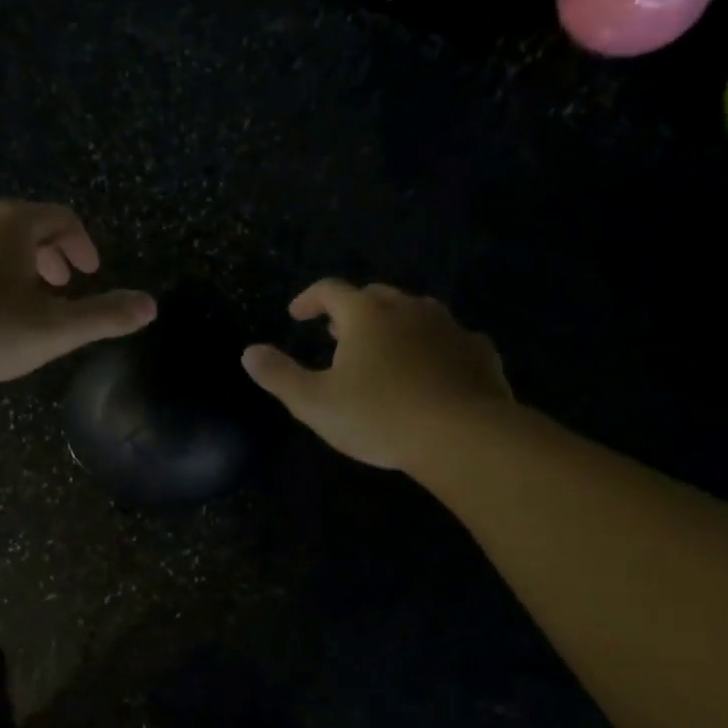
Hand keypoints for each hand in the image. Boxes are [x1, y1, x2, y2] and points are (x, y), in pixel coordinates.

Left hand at [0, 201, 155, 383]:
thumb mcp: (54, 330)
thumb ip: (104, 317)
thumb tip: (151, 306)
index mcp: (14, 224)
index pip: (61, 218)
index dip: (80, 244)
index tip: (88, 272)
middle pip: (20, 224)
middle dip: (45, 253)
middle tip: (56, 285)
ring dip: (3, 262)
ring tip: (8, 298)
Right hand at [241, 279, 510, 470]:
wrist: (464, 437)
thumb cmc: (379, 416)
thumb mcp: (313, 403)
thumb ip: (278, 375)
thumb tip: (249, 352)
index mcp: (366, 315)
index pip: (331, 290)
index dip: (309, 299)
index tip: (297, 315)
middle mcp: (409, 310)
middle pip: (375, 296)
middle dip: (351, 310)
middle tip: (337, 333)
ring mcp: (449, 328)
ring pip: (416, 312)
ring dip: (394, 324)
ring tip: (383, 349)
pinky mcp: (479, 353)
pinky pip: (450, 339)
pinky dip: (433, 346)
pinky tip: (432, 368)